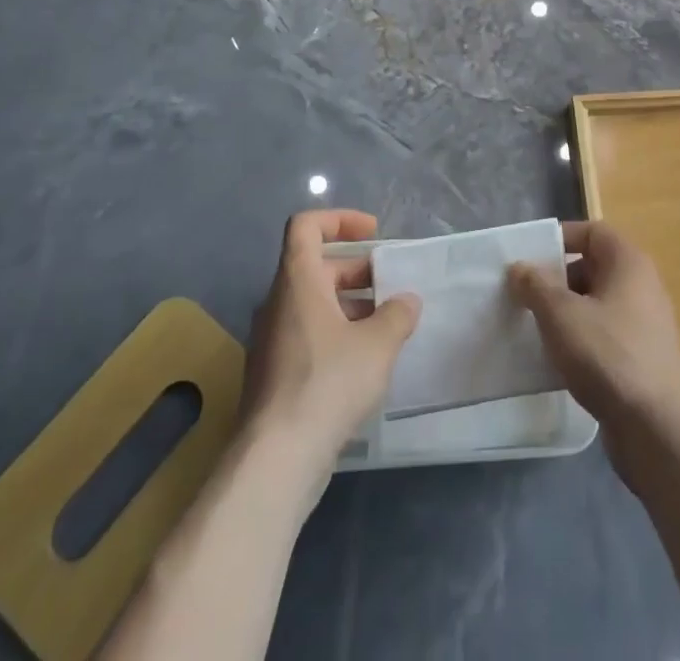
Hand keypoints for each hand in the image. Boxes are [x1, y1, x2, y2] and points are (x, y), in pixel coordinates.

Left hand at [240, 209, 420, 492]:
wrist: (275, 460)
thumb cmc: (327, 384)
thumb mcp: (377, 344)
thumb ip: (397, 315)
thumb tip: (407, 301)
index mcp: (298, 281)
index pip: (306, 226)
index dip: (340, 219)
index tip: (373, 233)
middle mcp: (279, 303)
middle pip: (317, 267)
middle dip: (358, 271)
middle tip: (392, 287)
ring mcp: (272, 341)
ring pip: (313, 304)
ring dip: (350, 306)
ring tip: (387, 328)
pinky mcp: (274, 376)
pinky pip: (308, 336)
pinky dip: (337, 336)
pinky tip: (365, 364)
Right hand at [508, 222, 679, 443]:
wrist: (656, 428)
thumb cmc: (607, 355)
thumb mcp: (561, 314)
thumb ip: (536, 285)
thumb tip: (520, 268)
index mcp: (628, 262)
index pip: (592, 231)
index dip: (560, 238)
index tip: (530, 259)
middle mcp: (642, 285)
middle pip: (593, 267)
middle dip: (558, 279)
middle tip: (527, 296)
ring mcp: (645, 323)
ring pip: (597, 303)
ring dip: (567, 312)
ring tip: (536, 329)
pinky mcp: (643, 357)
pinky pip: (606, 334)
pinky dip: (582, 339)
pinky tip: (559, 361)